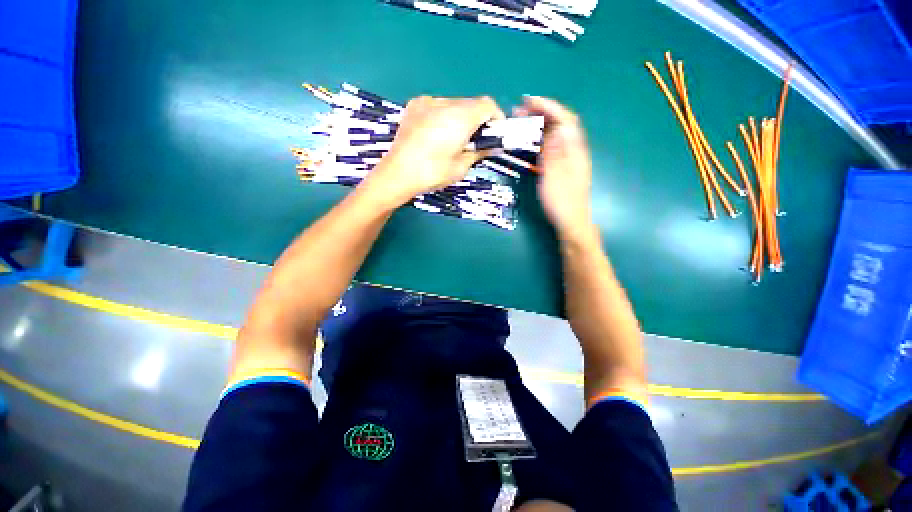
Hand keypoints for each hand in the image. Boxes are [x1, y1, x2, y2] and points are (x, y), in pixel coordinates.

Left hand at [366, 96, 504, 205]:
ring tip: (453, 140)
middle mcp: (444, 103)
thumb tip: (493, 146)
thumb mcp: (461, 167)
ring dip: (460, 118)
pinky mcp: (414, 106)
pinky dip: (443, 117)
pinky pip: (437, 107)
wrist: (397, 174)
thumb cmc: (432, 173)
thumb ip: (480, 152)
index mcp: (460, 117)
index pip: (488, 105)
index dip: (496, 118)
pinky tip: (436, 134)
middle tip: (475, 142)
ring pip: (454, 105)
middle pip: (470, 104)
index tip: (495, 134)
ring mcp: (427, 102)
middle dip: (478, 120)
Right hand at [515, 96, 594, 240]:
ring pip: (554, 135)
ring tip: (521, 122)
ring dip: (539, 126)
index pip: (564, 119)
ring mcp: (568, 159)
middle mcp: (573, 150)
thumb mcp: (555, 177)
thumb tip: (555, 128)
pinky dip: (540, 140)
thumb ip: (554, 152)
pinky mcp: (562, 167)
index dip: (548, 106)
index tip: (529, 100)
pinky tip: (530, 142)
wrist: (571, 221)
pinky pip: (551, 147)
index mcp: (575, 150)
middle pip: (559, 124)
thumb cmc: (561, 201)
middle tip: (519, 111)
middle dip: (541, 113)